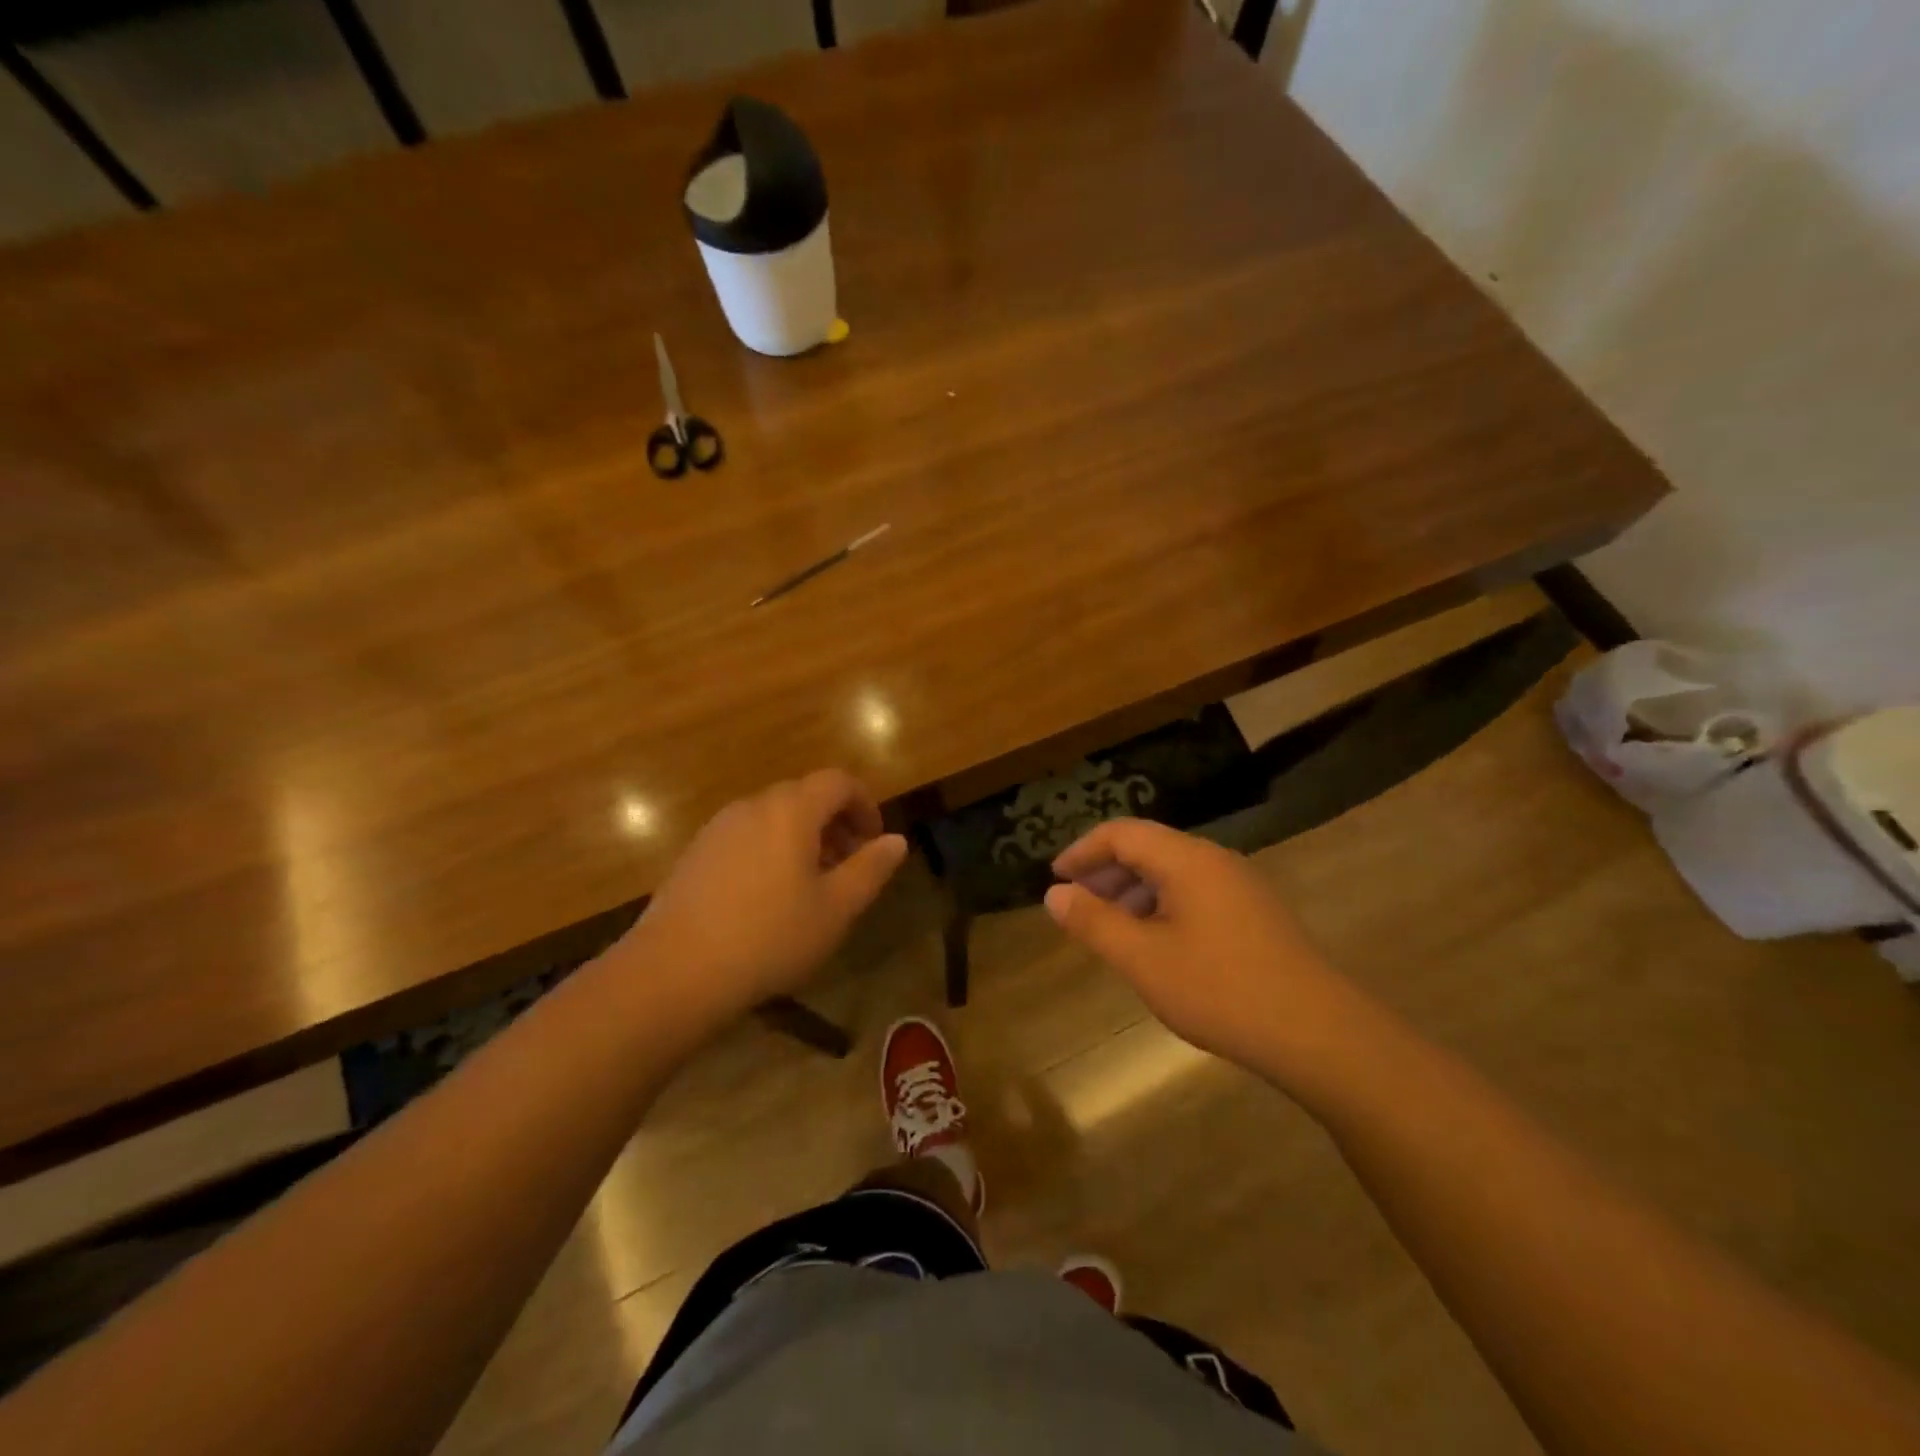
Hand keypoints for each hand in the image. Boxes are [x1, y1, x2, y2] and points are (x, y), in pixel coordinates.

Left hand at [624, 771, 907, 1021]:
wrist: (674, 971)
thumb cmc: (769, 937)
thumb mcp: (835, 909)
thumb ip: (870, 869)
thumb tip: (896, 840)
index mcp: (791, 810)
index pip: (837, 782)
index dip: (864, 804)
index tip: (874, 840)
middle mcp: (752, 806)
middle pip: (804, 796)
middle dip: (834, 823)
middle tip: (849, 866)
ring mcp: (717, 828)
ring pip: (772, 818)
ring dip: (802, 838)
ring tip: (811, 885)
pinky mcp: (694, 854)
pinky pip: (745, 837)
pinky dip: (770, 851)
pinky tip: (767, 899)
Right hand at [1044, 818, 1358, 1078]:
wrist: (1318, 1033)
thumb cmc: (1220, 991)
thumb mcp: (1143, 960)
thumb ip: (1094, 922)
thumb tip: (1054, 894)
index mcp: (1187, 859)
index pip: (1122, 833)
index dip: (1082, 851)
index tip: (1054, 878)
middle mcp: (1215, 860)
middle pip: (1147, 847)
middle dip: (1106, 872)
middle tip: (1076, 905)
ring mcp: (1240, 885)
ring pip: (1172, 872)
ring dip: (1133, 891)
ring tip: (1110, 928)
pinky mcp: (1254, 912)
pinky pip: (1194, 892)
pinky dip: (1161, 906)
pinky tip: (1155, 944)